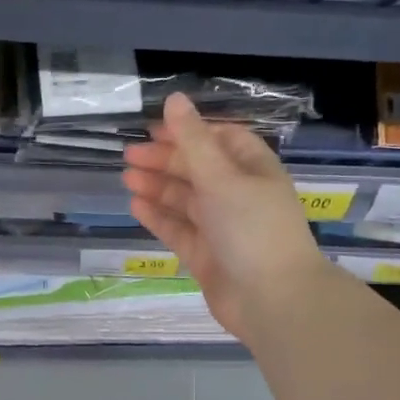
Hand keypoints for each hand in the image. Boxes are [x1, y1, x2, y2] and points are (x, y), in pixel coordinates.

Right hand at [122, 93, 331, 340]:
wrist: (272, 299)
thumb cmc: (251, 228)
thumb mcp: (221, 177)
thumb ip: (193, 140)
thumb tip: (175, 99)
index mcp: (254, 170)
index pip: (221, 140)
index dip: (190, 131)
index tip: (155, 129)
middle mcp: (239, 195)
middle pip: (199, 169)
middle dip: (166, 160)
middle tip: (129, 155)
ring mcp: (222, 228)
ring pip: (186, 200)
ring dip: (158, 187)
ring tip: (127, 178)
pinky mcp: (207, 256)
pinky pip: (179, 230)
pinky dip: (159, 217)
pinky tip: (136, 206)